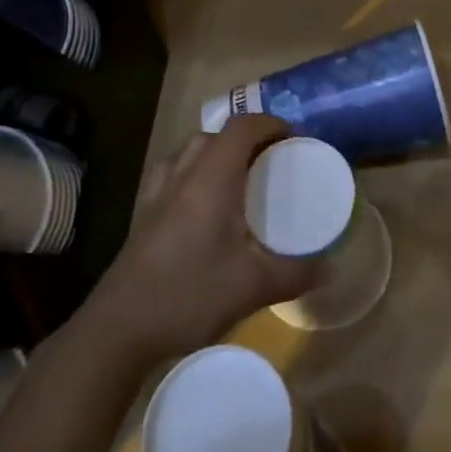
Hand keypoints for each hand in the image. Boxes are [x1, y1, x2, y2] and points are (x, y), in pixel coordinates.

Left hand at [84, 115, 316, 364]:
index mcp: (211, 178)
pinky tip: (201, 205)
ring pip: (189, 151)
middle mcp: (183, 174)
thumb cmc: (189, 295)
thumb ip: (295, 274)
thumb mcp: (252, 287)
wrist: (119, 328)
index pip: (242, 127)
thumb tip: (331, 268)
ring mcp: (157, 193)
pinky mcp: (143, 214)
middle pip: (215, 134)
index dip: (269, 123)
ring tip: (238, 178)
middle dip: (245, 138)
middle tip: (270, 161)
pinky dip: (193, 172)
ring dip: (216, 152)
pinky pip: (172, 173)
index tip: (293, 137)